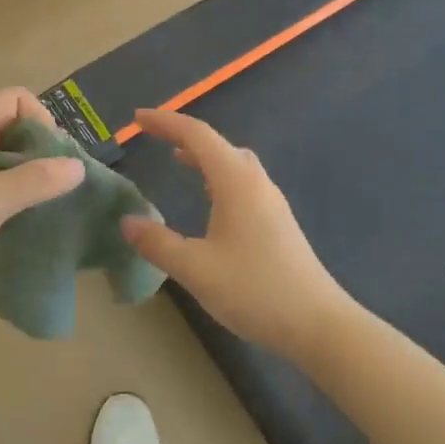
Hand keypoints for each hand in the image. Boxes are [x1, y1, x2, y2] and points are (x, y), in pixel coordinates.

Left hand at [0, 88, 84, 318]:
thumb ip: (36, 181)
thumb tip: (77, 167)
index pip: (15, 100)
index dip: (42, 122)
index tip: (54, 162)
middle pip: (10, 127)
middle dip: (38, 152)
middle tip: (56, 187)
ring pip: (1, 158)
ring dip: (24, 176)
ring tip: (43, 205)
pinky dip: (7, 194)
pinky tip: (18, 220)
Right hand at [118, 110, 353, 361]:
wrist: (317, 324)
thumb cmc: (255, 289)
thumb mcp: (196, 269)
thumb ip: (157, 244)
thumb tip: (127, 222)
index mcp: (236, 181)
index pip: (196, 135)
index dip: (165, 122)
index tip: (137, 119)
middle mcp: (255, 182)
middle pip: (217, 143)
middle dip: (183, 135)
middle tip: (154, 137)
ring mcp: (270, 201)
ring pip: (233, 162)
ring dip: (203, 155)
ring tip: (177, 160)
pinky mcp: (277, 221)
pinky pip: (242, 181)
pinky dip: (218, 175)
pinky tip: (210, 198)